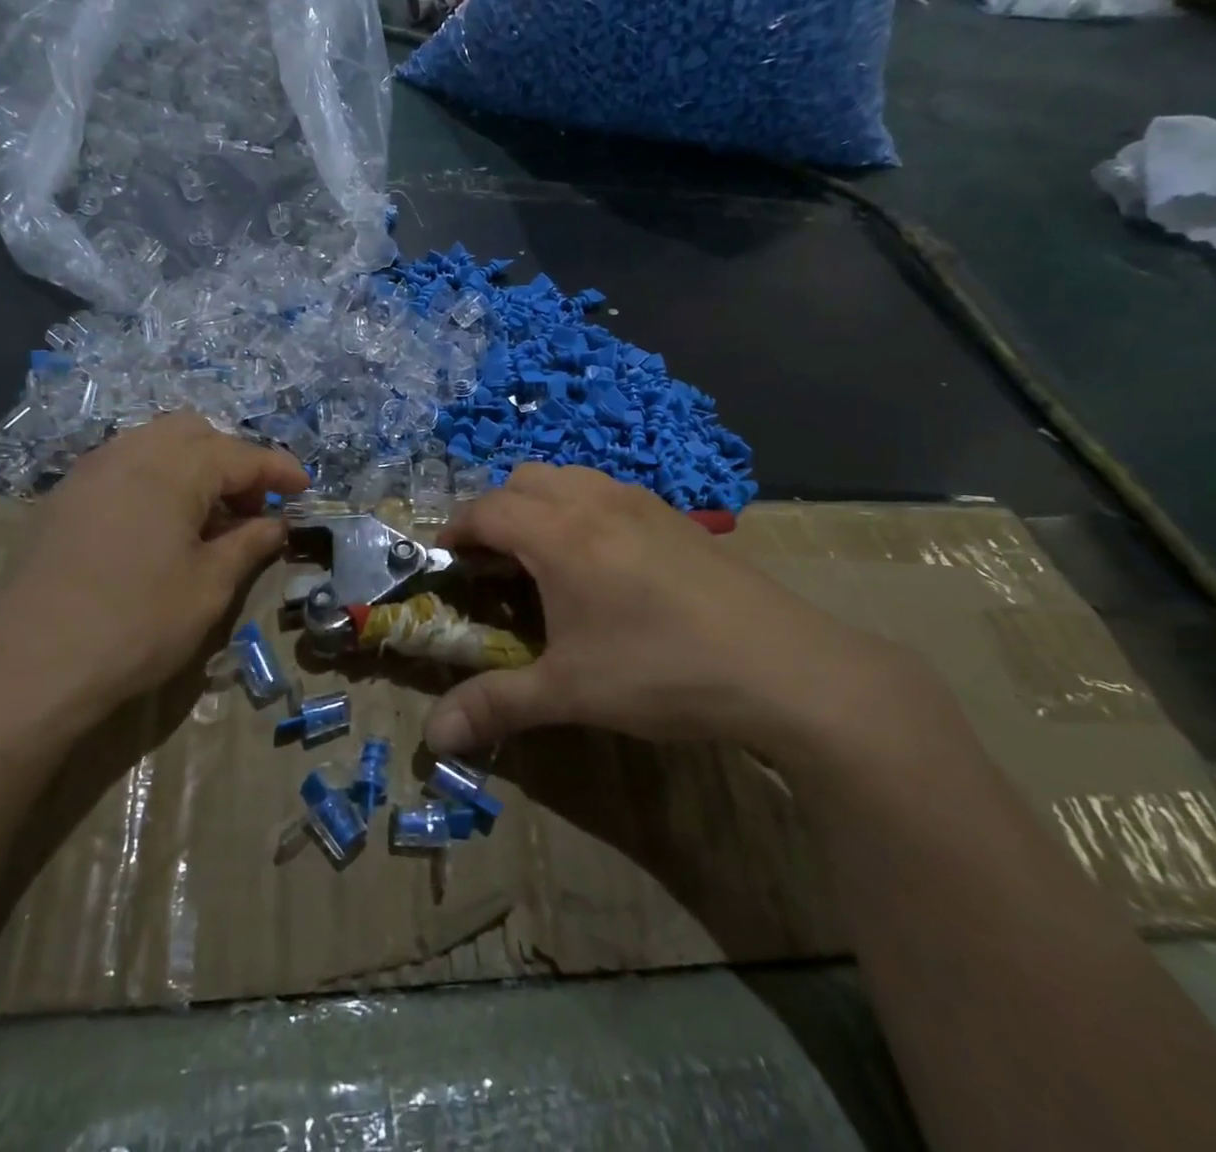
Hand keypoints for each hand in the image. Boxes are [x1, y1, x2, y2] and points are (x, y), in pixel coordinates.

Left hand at [0, 413, 306, 745]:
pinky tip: (157, 526)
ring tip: (205, 517)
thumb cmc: (136, 625)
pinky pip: (122, 466)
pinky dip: (154, 479)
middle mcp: (130, 453)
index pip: (242, 455)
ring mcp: (89, 472)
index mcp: (175, 468)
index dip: (279, 471)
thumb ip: (249, 544)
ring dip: (191, 466)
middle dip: (231, 460)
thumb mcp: (210, 587)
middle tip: (249, 508)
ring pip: (154, 443)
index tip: (304, 490)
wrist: (28, 667)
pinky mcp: (61, 498)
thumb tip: (275, 523)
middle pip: (195, 432)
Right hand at [423, 464, 939, 767]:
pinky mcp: (675, 516)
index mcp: (559, 533)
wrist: (783, 666)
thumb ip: (496, 705)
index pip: (486, 509)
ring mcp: (640, 502)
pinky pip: (608, 490)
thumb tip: (432, 737)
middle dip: (497, 512)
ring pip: (569, 477)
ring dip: (541, 504)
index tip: (446, 561)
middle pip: (524, 480)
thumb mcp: (570, 692)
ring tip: (546, 558)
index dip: (456, 530)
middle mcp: (594, 502)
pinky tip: (604, 562)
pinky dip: (582, 508)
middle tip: (496, 564)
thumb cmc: (661, 671)